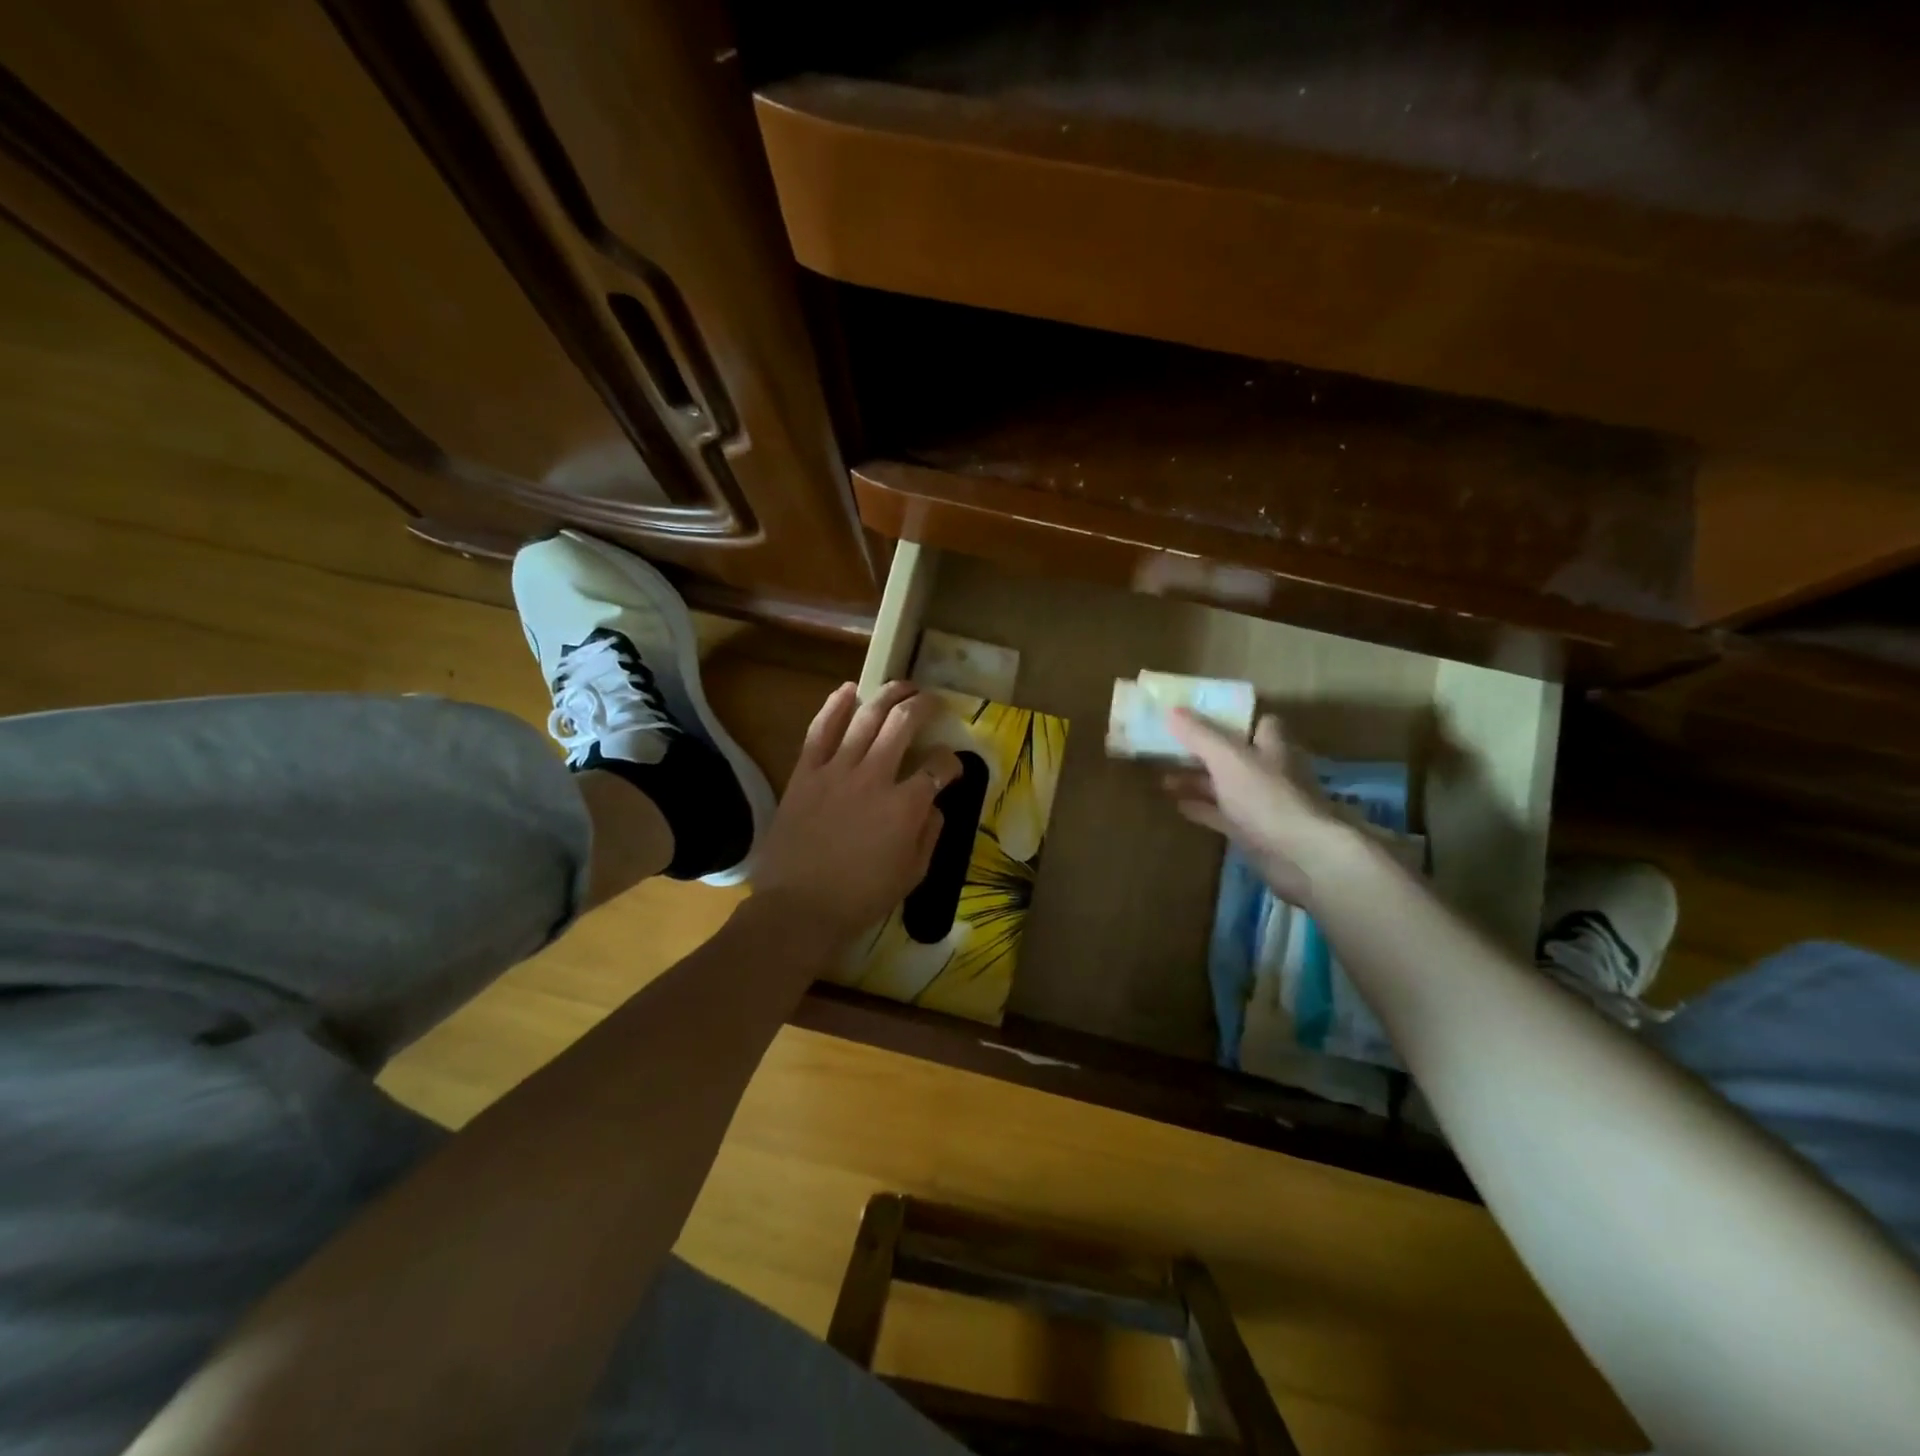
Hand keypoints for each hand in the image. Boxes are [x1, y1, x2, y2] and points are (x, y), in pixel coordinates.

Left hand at [753, 681, 961, 943]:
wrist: (798, 908)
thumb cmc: (860, 898)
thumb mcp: (913, 875)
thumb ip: (929, 834)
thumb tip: (934, 805)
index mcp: (905, 806)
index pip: (937, 767)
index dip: (950, 761)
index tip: (950, 767)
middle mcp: (875, 777)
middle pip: (903, 725)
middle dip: (923, 706)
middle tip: (931, 701)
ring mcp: (837, 770)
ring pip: (866, 718)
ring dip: (888, 695)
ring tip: (902, 685)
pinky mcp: (806, 773)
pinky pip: (820, 730)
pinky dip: (835, 706)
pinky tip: (849, 689)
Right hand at [1162, 710, 1352, 906]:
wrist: (1300, 855)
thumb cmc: (1266, 797)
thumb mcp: (1228, 758)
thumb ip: (1200, 735)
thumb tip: (1172, 709)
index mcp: (1271, 746)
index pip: (1257, 723)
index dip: (1232, 718)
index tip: (1199, 716)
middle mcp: (1269, 771)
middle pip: (1234, 755)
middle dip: (1203, 751)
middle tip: (1169, 748)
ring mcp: (1261, 803)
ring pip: (1224, 785)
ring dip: (1197, 780)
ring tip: (1163, 777)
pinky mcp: (1252, 831)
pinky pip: (1221, 814)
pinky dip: (1201, 808)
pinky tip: (1177, 805)